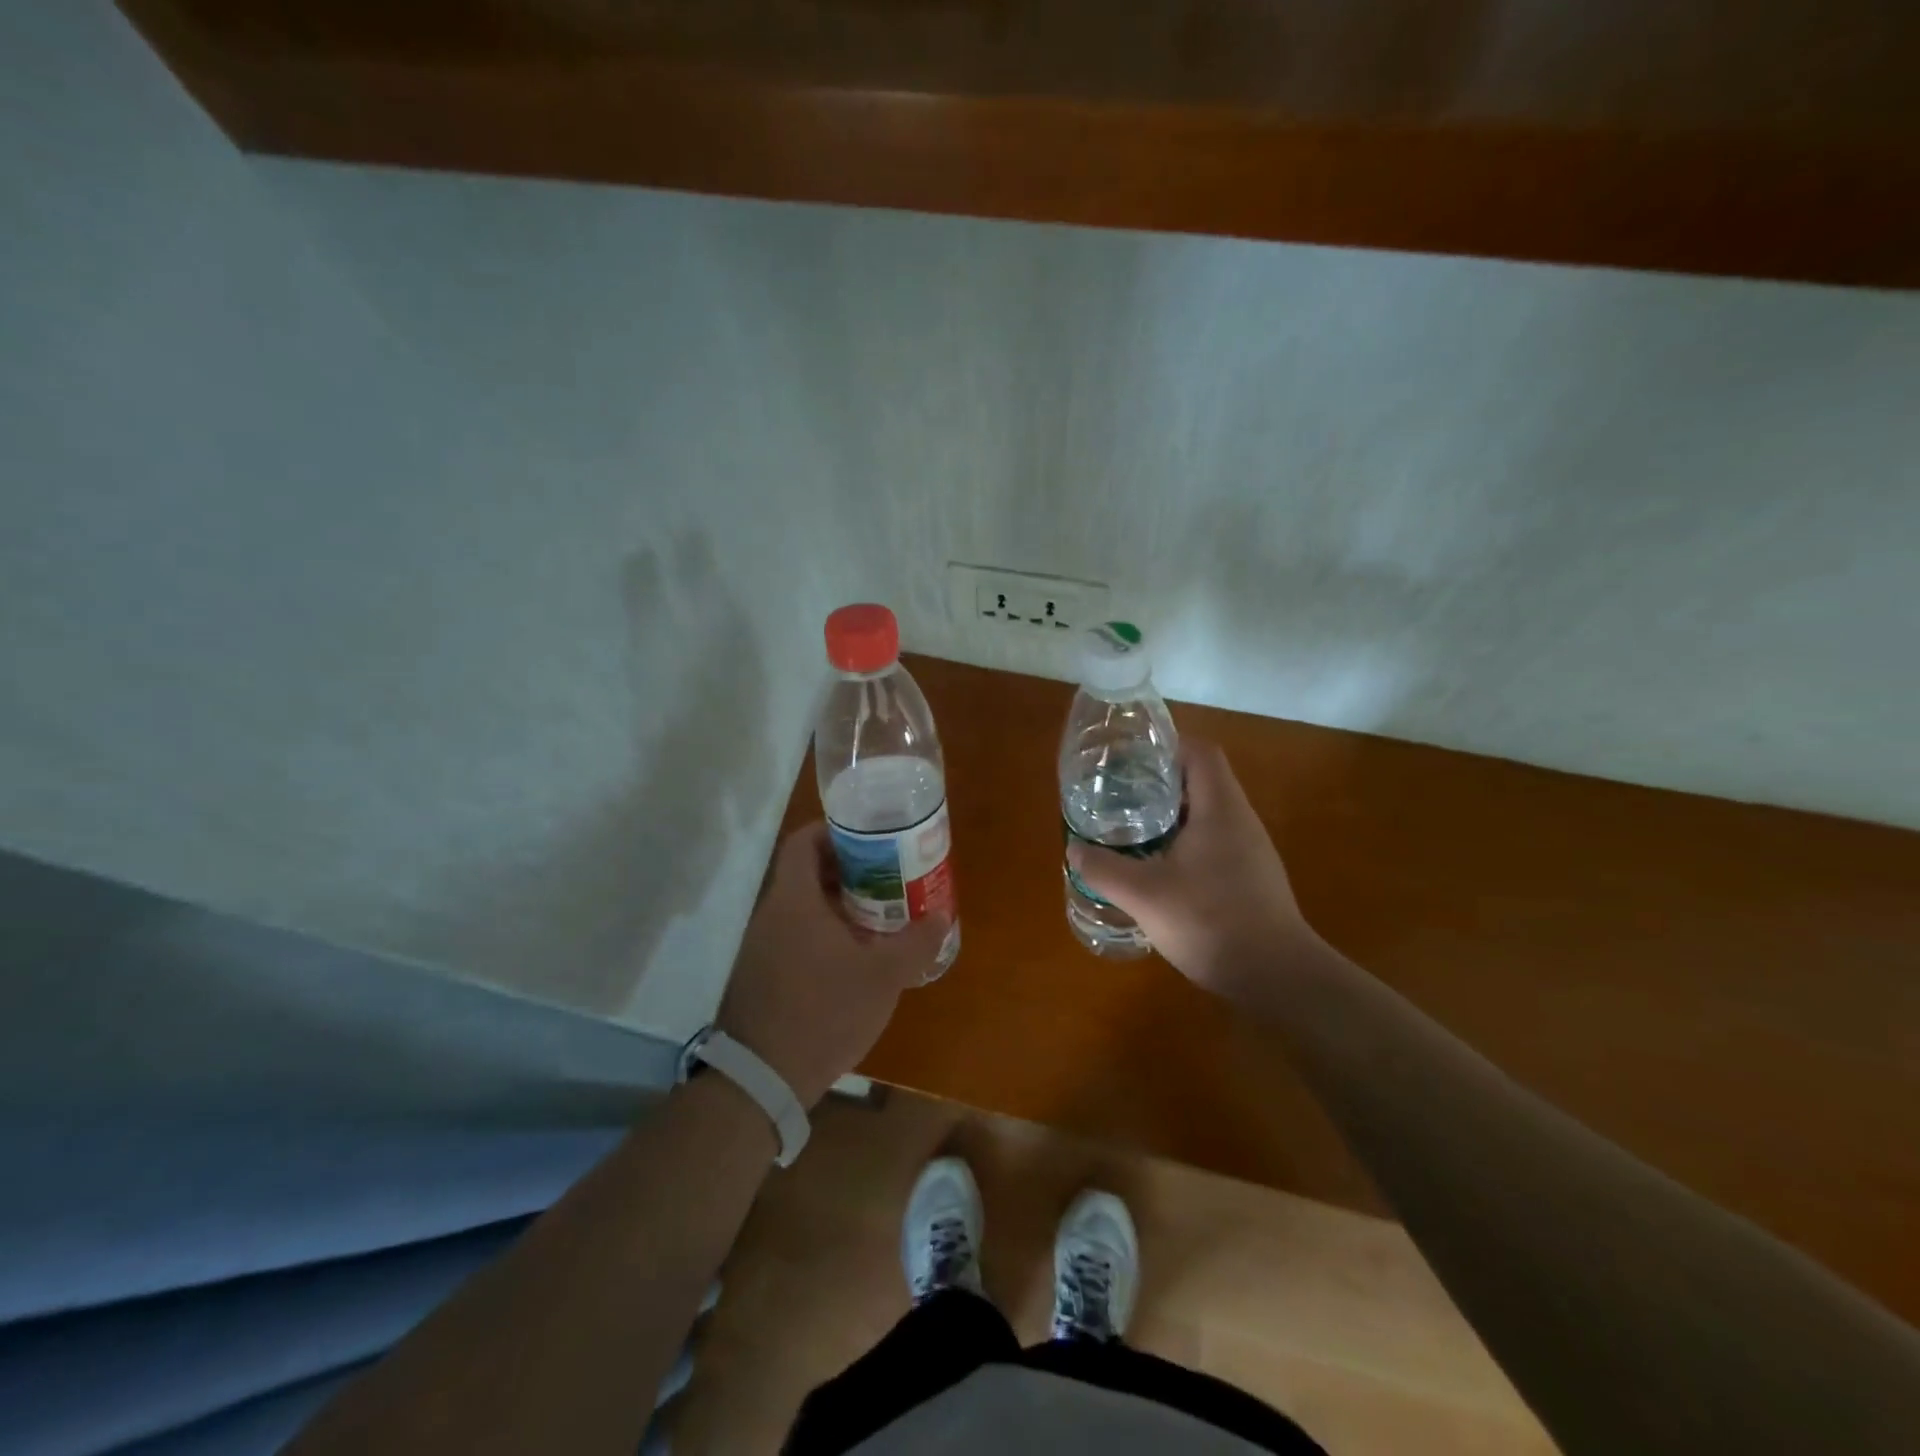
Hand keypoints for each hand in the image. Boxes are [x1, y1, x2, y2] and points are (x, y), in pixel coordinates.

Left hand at [717, 822, 945, 1107]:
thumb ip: (916, 942)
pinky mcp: (762, 975)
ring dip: (839, 905)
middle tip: (888, 877)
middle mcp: (771, 915)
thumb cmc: (824, 1012)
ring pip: (803, 908)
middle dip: (849, 871)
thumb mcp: (883, 977)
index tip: (870, 839)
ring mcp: (762, 947)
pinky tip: (854, 958)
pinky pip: (795, 936)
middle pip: (808, 874)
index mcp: (794, 900)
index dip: (834, 831)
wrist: (762, 1079)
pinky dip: (824, 934)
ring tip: (879, 916)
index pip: (804, 842)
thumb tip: (941, 914)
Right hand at [1067, 740, 1321, 1000]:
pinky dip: (1185, 843)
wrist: (1276, 976)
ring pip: (1207, 814)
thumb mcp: (1145, 895)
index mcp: (1220, 808)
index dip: (1167, 747)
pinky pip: (1214, 842)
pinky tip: (1159, 869)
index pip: (1200, 753)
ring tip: (1132, 828)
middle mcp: (1241, 820)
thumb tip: (1075, 850)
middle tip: (1120, 795)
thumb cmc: (1211, 921)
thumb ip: (1105, 869)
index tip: (1131, 760)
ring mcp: (1251, 851)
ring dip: (1172, 816)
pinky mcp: (1251, 878)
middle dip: (1160, 783)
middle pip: (1202, 781)